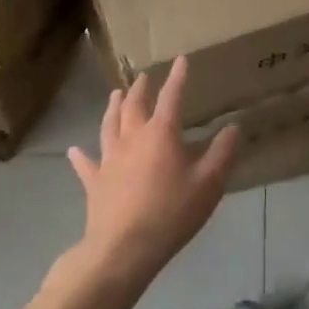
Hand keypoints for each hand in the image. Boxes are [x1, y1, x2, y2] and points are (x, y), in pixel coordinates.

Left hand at [66, 57, 238, 289]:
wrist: (124, 248)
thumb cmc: (171, 213)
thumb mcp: (208, 184)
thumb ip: (222, 154)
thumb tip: (233, 127)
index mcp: (161, 134)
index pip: (171, 97)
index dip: (177, 78)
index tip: (180, 60)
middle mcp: (132, 138)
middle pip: (134, 105)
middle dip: (140, 88)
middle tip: (143, 77)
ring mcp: (109, 158)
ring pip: (109, 124)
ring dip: (113, 107)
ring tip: (114, 93)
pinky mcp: (95, 181)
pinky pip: (87, 164)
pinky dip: (82, 155)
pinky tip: (75, 150)